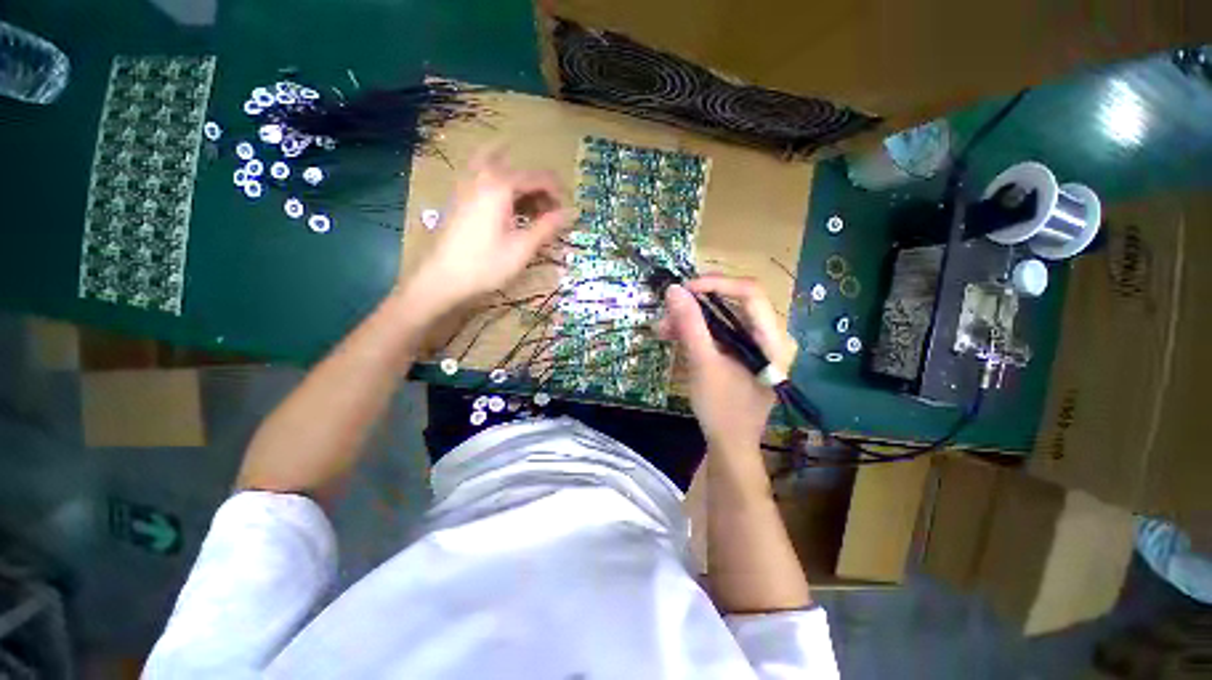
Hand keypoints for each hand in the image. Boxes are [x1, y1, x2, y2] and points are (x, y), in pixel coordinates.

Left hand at [406, 146, 569, 312]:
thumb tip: (571, 212)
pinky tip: (505, 208)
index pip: (538, 178)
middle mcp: (482, 177)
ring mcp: (466, 186)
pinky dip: (499, 185)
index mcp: (500, 186)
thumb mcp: (522, 248)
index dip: (557, 193)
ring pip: (498, 168)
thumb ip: (547, 226)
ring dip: (518, 183)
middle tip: (548, 213)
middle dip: (538, 189)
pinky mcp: (458, 199)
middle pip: (518, 171)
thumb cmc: (486, 265)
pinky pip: (482, 178)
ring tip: (528, 207)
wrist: (443, 279)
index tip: (567, 213)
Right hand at [661, 276, 796, 452]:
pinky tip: (674, 336)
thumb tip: (673, 289)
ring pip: (722, 317)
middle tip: (667, 313)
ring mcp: (755, 345)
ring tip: (662, 329)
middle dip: (696, 306)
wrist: (728, 445)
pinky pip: (718, 332)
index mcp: (773, 339)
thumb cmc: (722, 408)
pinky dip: (695, 332)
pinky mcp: (741, 353)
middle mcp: (769, 336)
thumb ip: (689, 325)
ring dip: (691, 320)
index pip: (750, 292)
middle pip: (734, 303)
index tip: (684, 290)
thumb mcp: (703, 364)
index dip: (717, 284)